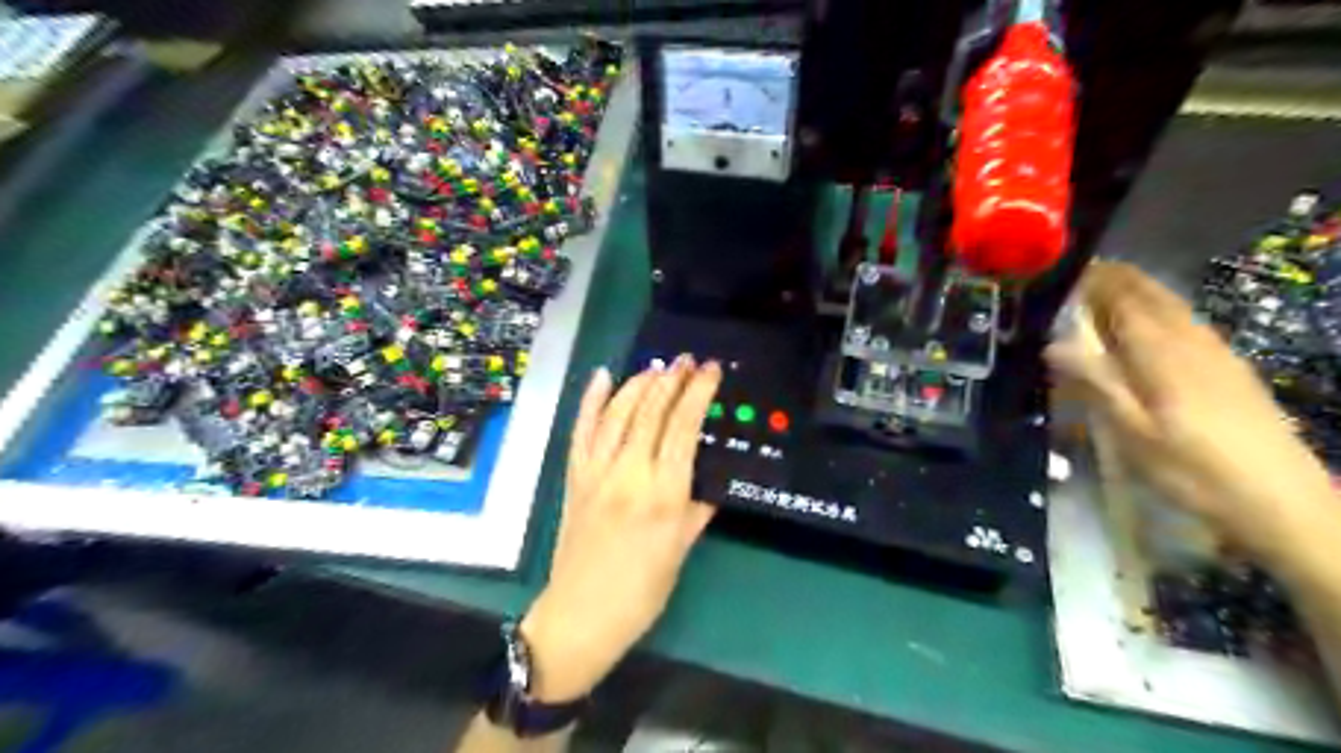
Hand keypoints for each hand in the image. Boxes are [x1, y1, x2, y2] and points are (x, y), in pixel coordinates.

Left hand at [517, 357, 722, 702]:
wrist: (581, 615)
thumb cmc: (641, 592)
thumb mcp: (681, 551)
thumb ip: (697, 509)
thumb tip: (711, 481)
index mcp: (664, 493)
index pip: (684, 428)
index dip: (698, 393)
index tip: (710, 370)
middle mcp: (630, 473)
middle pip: (652, 412)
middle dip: (672, 379)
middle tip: (687, 359)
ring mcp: (596, 472)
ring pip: (617, 413)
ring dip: (638, 383)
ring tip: (657, 365)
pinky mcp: (574, 477)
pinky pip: (581, 431)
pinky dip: (590, 401)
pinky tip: (601, 377)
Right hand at [1053, 263, 1333, 561]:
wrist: (1282, 502)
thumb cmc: (1194, 469)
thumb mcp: (1132, 432)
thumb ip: (1094, 382)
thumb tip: (1052, 343)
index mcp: (1162, 350)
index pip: (1123, 295)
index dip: (1092, 278)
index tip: (1059, 271)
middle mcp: (1191, 339)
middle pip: (1149, 293)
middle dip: (1112, 280)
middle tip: (1073, 280)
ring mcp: (1216, 352)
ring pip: (1170, 305)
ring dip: (1134, 293)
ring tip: (1099, 297)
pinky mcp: (1229, 368)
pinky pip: (1185, 323)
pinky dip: (1156, 312)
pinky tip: (1146, 331)